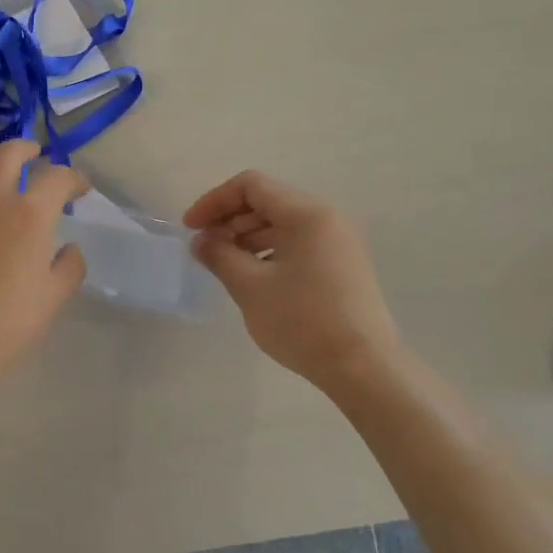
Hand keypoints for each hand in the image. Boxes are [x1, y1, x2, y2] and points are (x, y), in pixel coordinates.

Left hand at [0, 139, 87, 390]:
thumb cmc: (8, 322)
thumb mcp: (54, 297)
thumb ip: (69, 266)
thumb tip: (68, 249)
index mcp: (30, 214)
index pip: (57, 177)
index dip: (74, 178)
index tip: (81, 189)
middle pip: (8, 154)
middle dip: (27, 149)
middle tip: (37, 156)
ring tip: (1, 167)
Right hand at [184, 171, 401, 391]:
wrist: (362, 367)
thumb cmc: (303, 322)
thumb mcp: (251, 287)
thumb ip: (220, 256)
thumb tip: (200, 241)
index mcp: (307, 214)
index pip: (251, 186)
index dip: (214, 201)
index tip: (190, 229)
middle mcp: (327, 218)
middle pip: (268, 202)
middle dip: (230, 220)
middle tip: (204, 249)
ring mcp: (339, 242)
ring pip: (283, 224)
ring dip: (247, 237)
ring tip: (224, 265)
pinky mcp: (342, 265)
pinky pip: (298, 244)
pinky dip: (269, 251)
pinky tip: (253, 278)